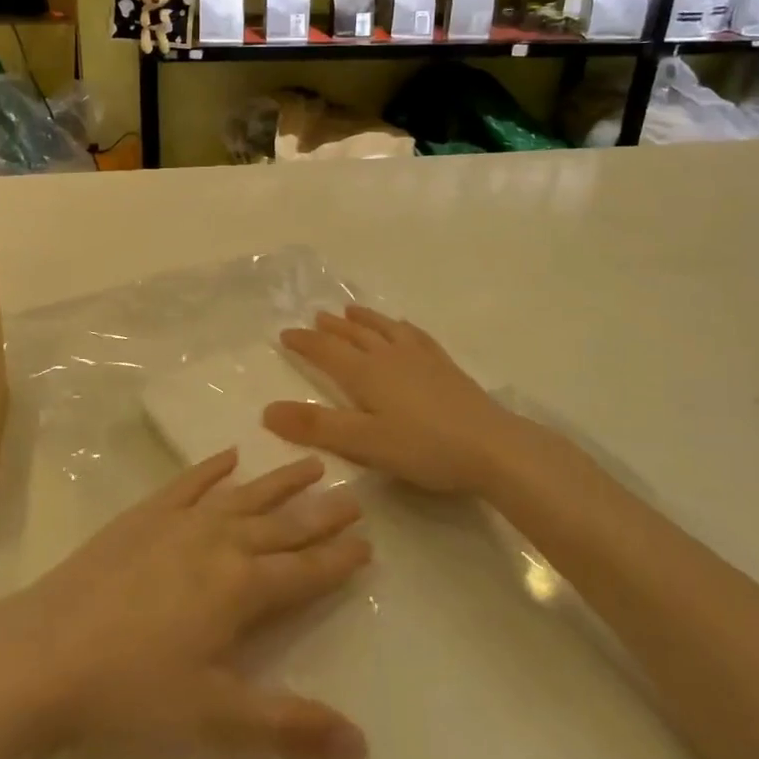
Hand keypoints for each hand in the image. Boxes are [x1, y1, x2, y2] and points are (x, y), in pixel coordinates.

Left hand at [0, 451, 371, 758]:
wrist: (44, 653)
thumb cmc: (132, 693)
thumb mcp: (215, 720)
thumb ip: (289, 727)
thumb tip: (362, 744)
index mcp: (241, 589)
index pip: (305, 570)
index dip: (339, 558)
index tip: (368, 541)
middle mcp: (219, 543)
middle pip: (282, 525)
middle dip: (321, 512)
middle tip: (353, 493)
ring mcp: (179, 522)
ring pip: (243, 496)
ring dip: (278, 481)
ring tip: (311, 463)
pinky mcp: (143, 515)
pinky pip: (188, 483)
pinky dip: (211, 468)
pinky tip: (228, 455)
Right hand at [263, 305, 525, 494]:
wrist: (491, 446)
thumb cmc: (423, 447)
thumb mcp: (364, 443)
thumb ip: (316, 427)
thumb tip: (267, 410)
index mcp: (366, 373)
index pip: (326, 351)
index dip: (304, 342)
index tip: (285, 333)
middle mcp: (389, 356)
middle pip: (354, 335)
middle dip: (331, 327)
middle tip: (316, 317)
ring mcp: (420, 357)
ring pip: (384, 329)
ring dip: (364, 320)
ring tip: (351, 311)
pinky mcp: (444, 365)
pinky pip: (415, 335)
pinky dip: (400, 327)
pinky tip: (403, 327)